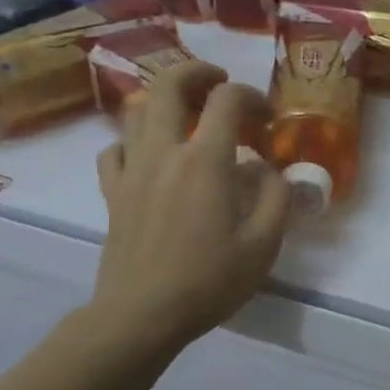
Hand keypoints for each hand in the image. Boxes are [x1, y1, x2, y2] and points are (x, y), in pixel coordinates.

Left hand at [89, 63, 290, 351]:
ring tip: (186, 110)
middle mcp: (164, 152)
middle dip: (197, 72)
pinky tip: (149, 153)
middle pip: (169, 85)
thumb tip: (270, 170)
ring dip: (164, 99)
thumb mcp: (263, 243)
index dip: (252, 96)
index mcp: (205, 160)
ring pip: (137, 110)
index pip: (227, 99)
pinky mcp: (113, 192)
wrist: (140, 317)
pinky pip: (114, 148)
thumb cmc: (208, 280)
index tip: (267, 118)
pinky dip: (133, 139)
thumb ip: (276, 197)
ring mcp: (132, 170)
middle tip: (218, 81)